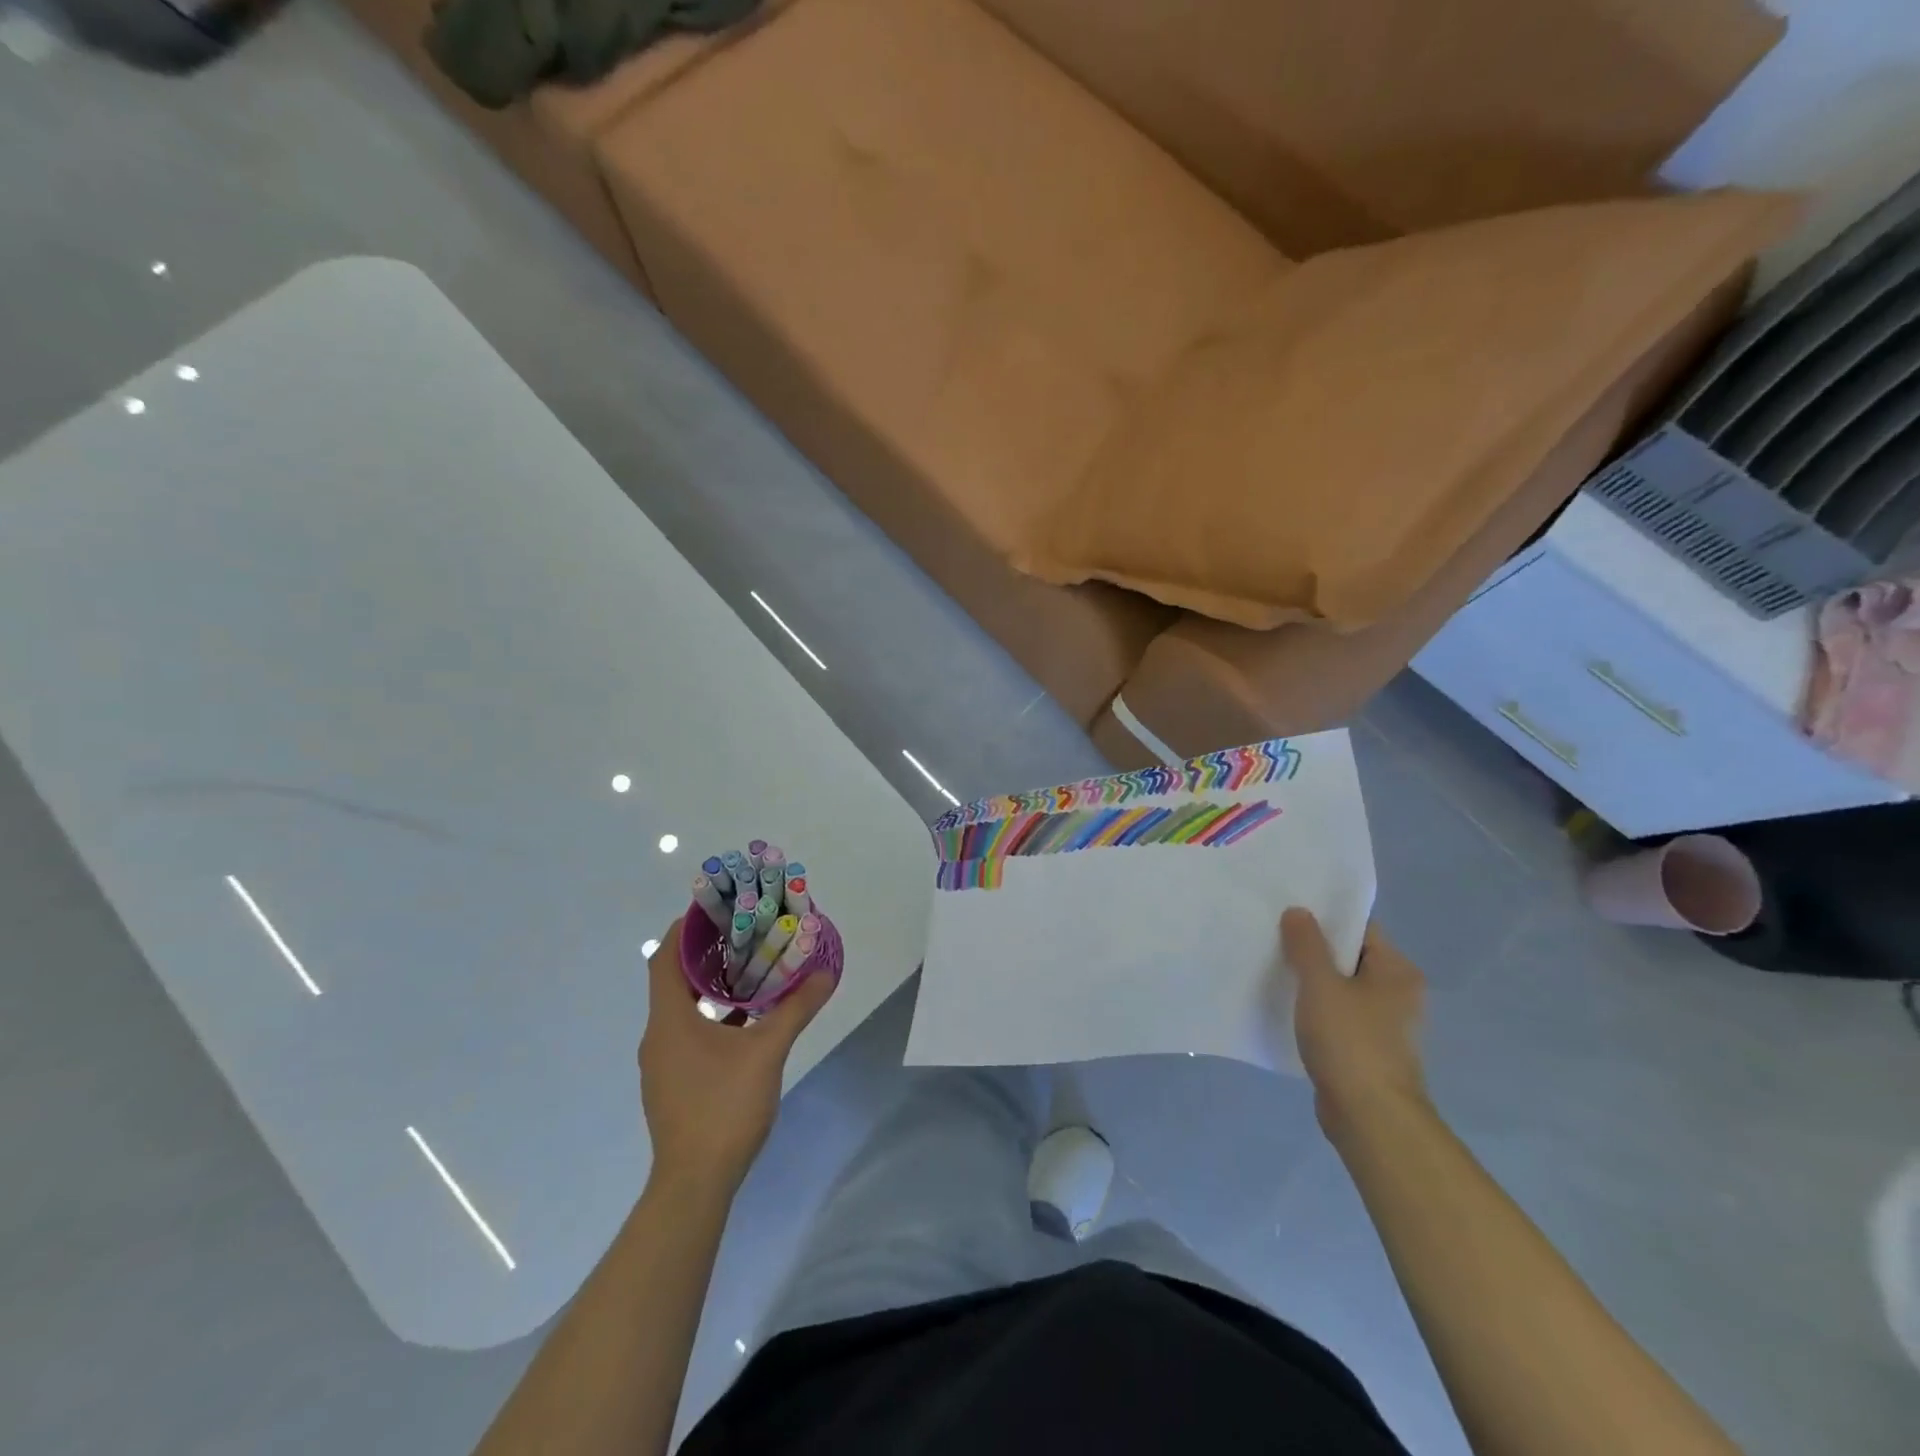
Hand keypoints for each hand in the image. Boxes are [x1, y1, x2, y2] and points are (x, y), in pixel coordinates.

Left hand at [639, 919, 834, 1194]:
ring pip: (682, 1008)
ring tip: (750, 969)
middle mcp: (658, 1035)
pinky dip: (712, 1016)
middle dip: (706, 953)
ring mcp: (663, 1062)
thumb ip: (795, 1009)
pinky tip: (746, 1020)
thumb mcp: (767, 1052)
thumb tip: (825, 973)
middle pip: (673, 979)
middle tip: (743, 933)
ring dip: (711, 986)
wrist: (695, 1183)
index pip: (664, 957)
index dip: (685, 929)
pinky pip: (688, 1033)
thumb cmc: (724, 1107)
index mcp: (669, 1019)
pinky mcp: (673, 1083)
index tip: (715, 909)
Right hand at [1280, 909, 1428, 1135]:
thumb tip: (1298, 911)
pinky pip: (1337, 1018)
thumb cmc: (1350, 1043)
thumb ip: (1306, 945)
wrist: (1371, 1118)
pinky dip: (1315, 1011)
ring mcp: (1385, 1026)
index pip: (1360, 929)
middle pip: (1350, 958)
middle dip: (1313, 950)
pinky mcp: (1367, 1051)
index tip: (1288, 912)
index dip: (1325, 918)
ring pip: (1341, 989)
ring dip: (1312, 982)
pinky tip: (1286, 1009)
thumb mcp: (1321, 985)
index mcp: (1397, 971)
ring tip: (1273, 969)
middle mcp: (1398, 994)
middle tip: (1273, 938)